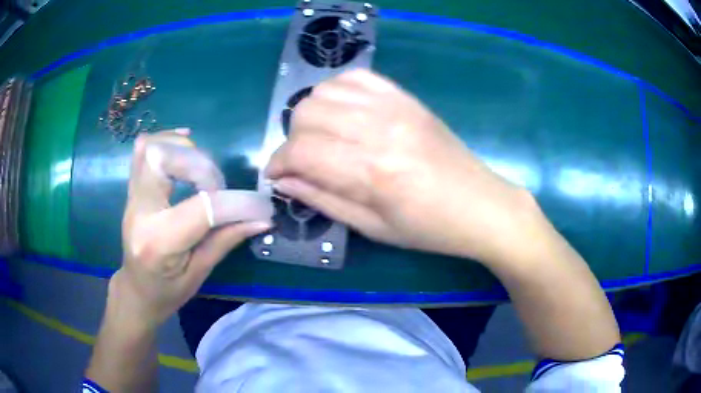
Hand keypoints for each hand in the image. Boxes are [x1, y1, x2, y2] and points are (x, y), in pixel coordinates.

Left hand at [114, 129, 271, 327]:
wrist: (136, 291)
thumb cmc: (167, 291)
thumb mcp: (199, 273)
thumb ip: (226, 239)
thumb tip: (261, 218)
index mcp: (159, 242)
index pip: (201, 207)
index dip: (236, 203)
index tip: (259, 207)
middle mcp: (140, 212)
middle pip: (165, 160)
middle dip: (201, 164)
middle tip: (216, 186)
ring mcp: (132, 198)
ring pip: (152, 148)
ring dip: (183, 148)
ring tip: (202, 168)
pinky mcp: (132, 191)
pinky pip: (142, 152)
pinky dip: (165, 140)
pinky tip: (184, 144)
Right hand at [266, 70, 537, 262]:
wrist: (480, 205)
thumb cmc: (429, 229)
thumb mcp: (373, 228)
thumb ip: (323, 200)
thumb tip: (283, 181)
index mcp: (371, 172)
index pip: (301, 151)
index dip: (278, 163)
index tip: (276, 175)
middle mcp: (379, 129)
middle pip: (307, 114)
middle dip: (292, 140)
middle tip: (302, 161)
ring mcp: (394, 107)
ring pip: (325, 92)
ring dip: (311, 115)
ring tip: (321, 137)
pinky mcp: (406, 98)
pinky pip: (356, 77)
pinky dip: (337, 91)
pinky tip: (342, 113)